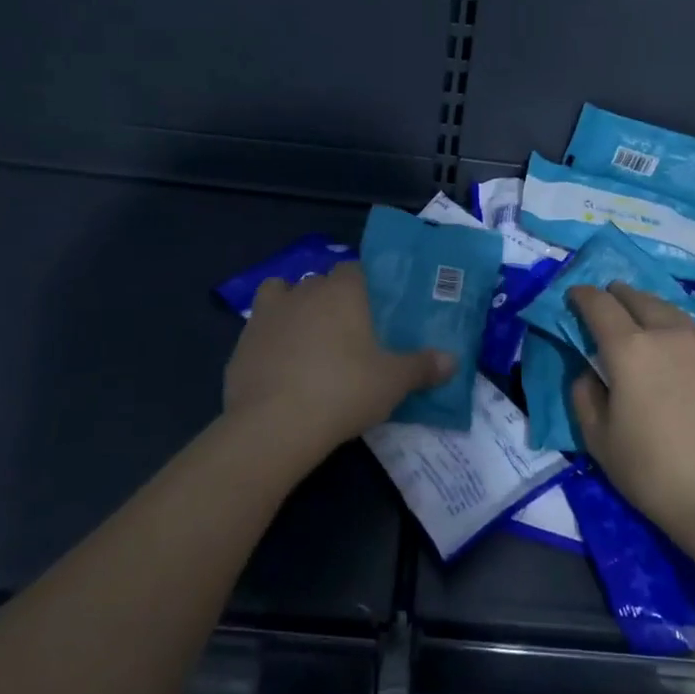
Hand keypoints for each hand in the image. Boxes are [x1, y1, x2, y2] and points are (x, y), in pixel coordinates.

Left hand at [223, 263, 453, 462]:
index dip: (364, 285)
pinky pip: (260, 328)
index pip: (354, 268)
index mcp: (342, 291)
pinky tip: (281, 365)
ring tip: (309, 339)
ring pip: (282, 295)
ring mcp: (267, 315)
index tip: (374, 309)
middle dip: (331, 298)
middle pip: (319, 281)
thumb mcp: (394, 382)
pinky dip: (270, 338)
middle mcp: (303, 292)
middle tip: (348, 331)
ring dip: (294, 308)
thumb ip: (423, 367)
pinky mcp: (241, 343)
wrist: (274, 425)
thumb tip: (453, 360)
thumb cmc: (344, 391)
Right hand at [569, 283, 694, 546]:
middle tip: (610, 301)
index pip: (600, 305)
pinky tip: (684, 363)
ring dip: (653, 312)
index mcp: (630, 350)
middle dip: (619, 295)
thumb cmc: (651, 471)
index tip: (575, 296)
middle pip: (640, 299)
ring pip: (675, 314)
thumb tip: (590, 371)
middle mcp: (670, 335)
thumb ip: (585, 394)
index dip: (583, 296)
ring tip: (646, 323)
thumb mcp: (598, 438)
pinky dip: (684, 341)